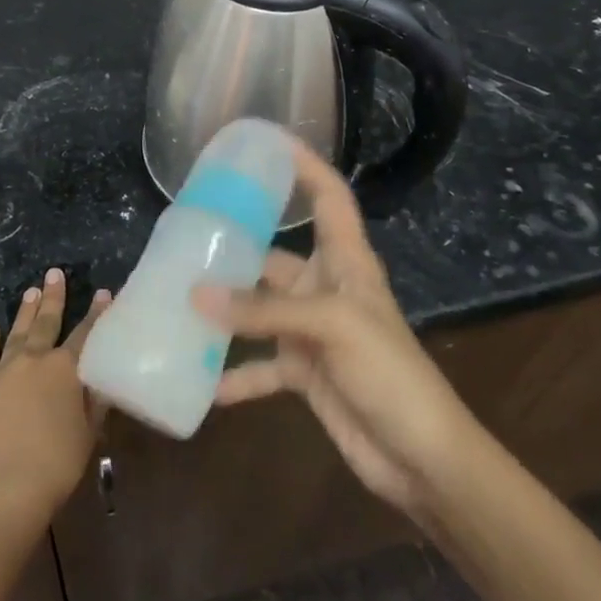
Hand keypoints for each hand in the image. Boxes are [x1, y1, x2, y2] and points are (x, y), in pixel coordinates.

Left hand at [0, 269, 110, 535]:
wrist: (6, 486)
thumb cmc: (57, 463)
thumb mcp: (89, 432)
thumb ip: (95, 400)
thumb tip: (102, 378)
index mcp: (65, 369)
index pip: (85, 333)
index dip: (96, 313)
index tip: (103, 293)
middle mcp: (35, 359)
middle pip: (47, 321)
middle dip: (54, 296)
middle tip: (54, 273)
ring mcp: (3, 369)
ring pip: (17, 331)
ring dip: (25, 310)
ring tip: (31, 291)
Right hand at [193, 142, 479, 524]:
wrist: (422, 457)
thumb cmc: (390, 373)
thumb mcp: (331, 327)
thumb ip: (263, 311)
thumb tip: (196, 294)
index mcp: (347, 262)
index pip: (330, 197)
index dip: (306, 166)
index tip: (269, 142)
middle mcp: (327, 289)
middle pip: (277, 255)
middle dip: (238, 247)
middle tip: (187, 235)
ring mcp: (314, 333)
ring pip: (259, 310)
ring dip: (225, 311)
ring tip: (178, 300)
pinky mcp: (304, 373)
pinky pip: (259, 366)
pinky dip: (233, 374)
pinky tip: (199, 381)